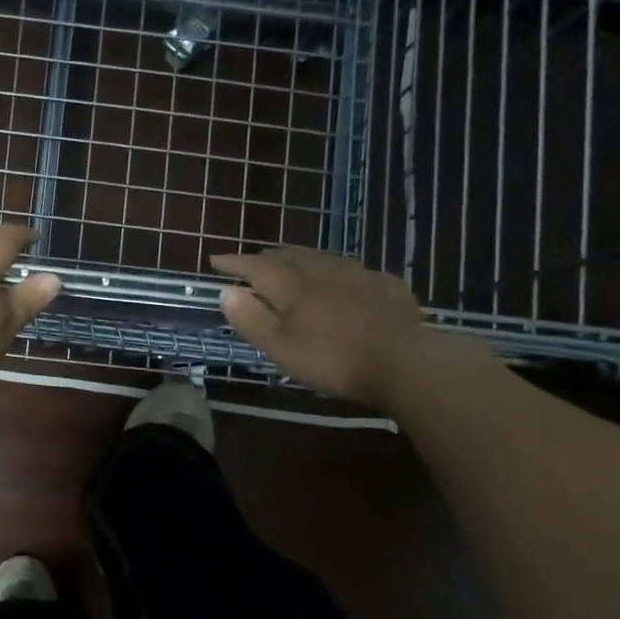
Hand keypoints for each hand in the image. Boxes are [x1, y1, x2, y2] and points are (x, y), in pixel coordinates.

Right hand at [209, 247, 428, 404]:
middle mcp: (323, 271)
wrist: (404, 362)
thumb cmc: (332, 359)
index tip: (215, 259)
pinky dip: (338, 272)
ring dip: (302, 259)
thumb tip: (226, 290)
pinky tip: (345, 280)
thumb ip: (252, 319)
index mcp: (293, 286)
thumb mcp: (281, 347)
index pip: (256, 266)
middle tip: (254, 260)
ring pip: (322, 258)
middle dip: (268, 257)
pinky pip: (354, 271)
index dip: (234, 262)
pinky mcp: (387, 287)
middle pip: (289, 256)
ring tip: (294, 262)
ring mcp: (359, 275)